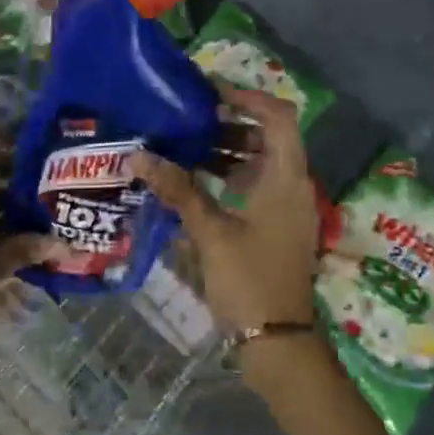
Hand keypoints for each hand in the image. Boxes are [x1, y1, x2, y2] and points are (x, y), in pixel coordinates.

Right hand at [132, 88, 318, 334]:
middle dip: (231, 124)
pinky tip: (198, 183)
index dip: (247, 97)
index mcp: (286, 177)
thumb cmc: (248, 280)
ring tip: (186, 147)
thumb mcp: (210, 232)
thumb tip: (138, 156)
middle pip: (269, 136)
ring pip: (263, 162)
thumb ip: (177, 190)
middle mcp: (295, 184)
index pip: (277, 116)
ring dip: (229, 151)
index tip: (210, 93)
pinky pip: (259, 185)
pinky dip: (233, 176)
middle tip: (190, 119)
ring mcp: (289, 206)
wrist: (278, 341)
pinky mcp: (280, 224)